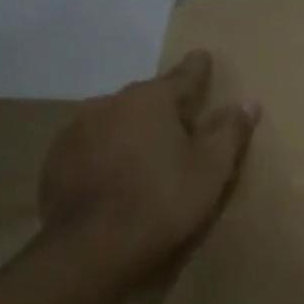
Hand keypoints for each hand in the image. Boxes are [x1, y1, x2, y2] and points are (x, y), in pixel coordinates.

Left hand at [38, 50, 258, 280]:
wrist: (91, 247)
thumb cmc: (162, 202)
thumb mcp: (211, 169)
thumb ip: (230, 131)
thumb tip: (248, 102)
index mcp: (149, 100)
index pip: (182, 76)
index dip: (198, 69)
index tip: (203, 56)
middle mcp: (108, 103)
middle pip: (146, 99)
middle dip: (164, 108)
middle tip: (183, 127)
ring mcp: (76, 130)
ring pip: (115, 121)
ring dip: (133, 131)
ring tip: (147, 156)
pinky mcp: (56, 159)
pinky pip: (92, 146)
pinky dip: (107, 153)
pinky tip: (116, 177)